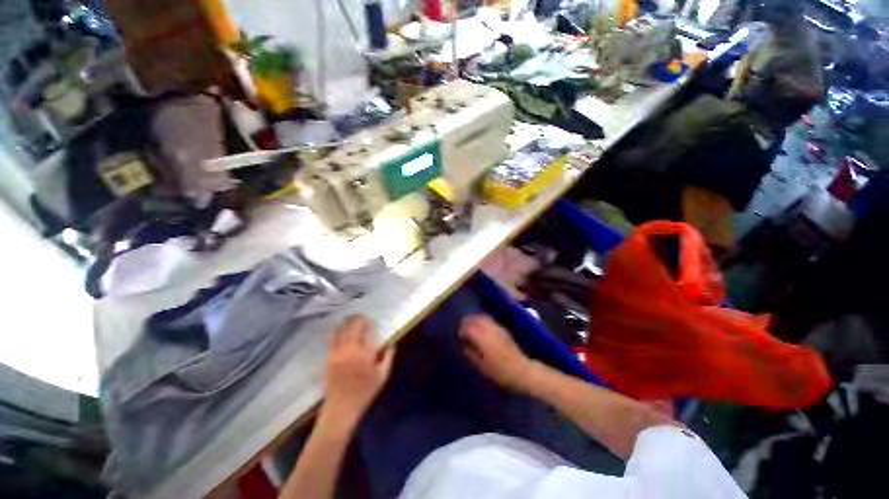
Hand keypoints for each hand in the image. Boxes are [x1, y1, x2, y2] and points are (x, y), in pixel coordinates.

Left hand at [321, 315, 394, 430]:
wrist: (341, 409)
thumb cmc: (365, 393)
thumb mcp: (382, 376)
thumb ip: (388, 357)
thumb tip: (392, 343)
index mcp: (365, 354)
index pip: (366, 331)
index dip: (368, 323)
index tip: (371, 320)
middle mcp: (350, 350)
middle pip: (352, 327)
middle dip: (357, 319)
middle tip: (361, 316)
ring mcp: (337, 354)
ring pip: (340, 331)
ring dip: (346, 322)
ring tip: (350, 318)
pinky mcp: (328, 359)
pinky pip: (332, 340)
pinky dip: (336, 331)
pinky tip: (339, 329)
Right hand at [460, 315, 534, 392]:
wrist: (522, 370)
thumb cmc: (500, 372)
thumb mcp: (481, 366)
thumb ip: (470, 353)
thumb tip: (463, 344)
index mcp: (482, 338)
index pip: (467, 327)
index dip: (461, 330)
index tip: (458, 336)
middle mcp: (489, 329)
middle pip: (474, 319)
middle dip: (466, 322)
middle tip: (461, 329)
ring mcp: (496, 327)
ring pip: (482, 317)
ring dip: (474, 320)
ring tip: (470, 327)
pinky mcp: (502, 328)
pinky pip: (489, 320)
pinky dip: (482, 321)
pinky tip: (481, 328)